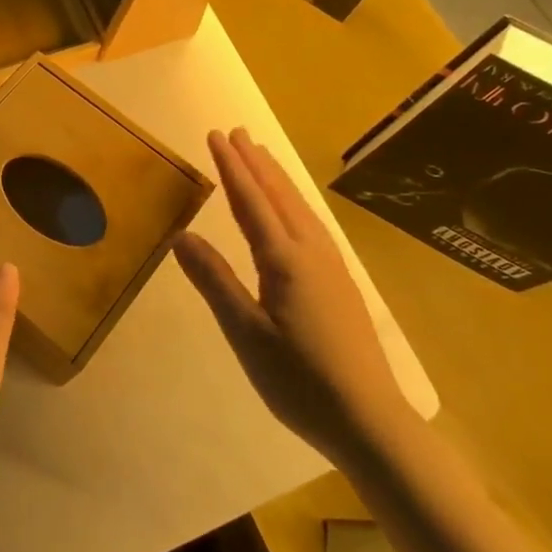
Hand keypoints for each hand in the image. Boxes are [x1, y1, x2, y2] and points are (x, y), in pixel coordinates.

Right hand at [174, 128, 411, 465]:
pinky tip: (293, 210)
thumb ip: (214, 280)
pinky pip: (311, 224)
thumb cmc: (299, 379)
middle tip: (237, 132)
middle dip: (255, 162)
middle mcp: (310, 252)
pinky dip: (294, 202)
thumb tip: (181, 235)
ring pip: (299, 208)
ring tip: (262, 157)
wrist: (369, 419)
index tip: (215, 135)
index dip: (231, 167)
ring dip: (277, 178)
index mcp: (284, 259)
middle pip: (279, 195)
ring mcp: (331, 266)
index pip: (251, 201)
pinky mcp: (340, 283)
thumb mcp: (245, 333)